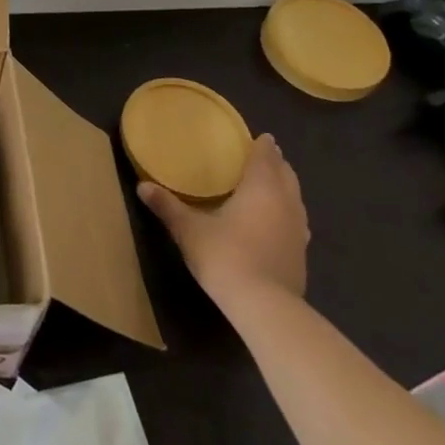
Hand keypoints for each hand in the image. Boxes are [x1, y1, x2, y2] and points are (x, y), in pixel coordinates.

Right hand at [138, 133, 308, 304]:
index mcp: (260, 188)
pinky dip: (287, 213)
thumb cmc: (226, 256)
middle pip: (286, 175)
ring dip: (285, 188)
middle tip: (262, 157)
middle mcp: (285, 203)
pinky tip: (276, 223)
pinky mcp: (301, 254)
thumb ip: (167, 206)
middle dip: (276, 164)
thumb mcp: (189, 230)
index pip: (266, 157)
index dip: (263, 146)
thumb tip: (142, 186)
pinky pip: (297, 222)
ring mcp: (298, 230)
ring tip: (270, 186)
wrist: (265, 307)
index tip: (261, 137)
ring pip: (295, 199)